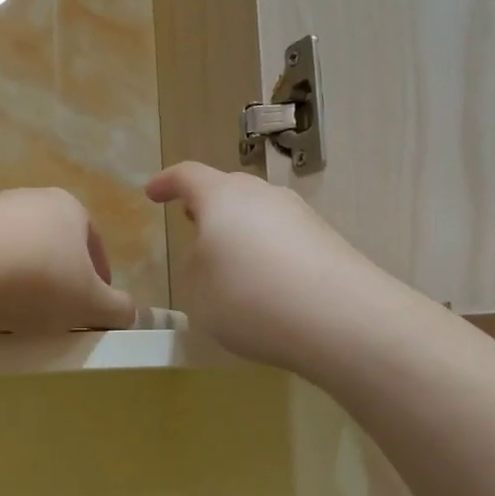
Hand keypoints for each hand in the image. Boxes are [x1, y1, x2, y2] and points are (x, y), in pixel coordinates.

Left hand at [0, 188, 135, 334]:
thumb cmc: (38, 280)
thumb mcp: (91, 303)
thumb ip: (118, 308)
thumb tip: (131, 313)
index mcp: (68, 208)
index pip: (93, 245)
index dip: (99, 281)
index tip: (92, 311)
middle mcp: (28, 199)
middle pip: (52, 247)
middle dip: (57, 281)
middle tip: (55, 317)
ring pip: (15, 254)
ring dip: (20, 284)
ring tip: (16, 318)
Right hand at [147, 162, 389, 370]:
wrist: (341, 319)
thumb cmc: (249, 298)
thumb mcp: (198, 291)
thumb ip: (196, 266)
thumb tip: (212, 255)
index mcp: (222, 197)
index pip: (187, 176)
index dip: (166, 183)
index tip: (153, 193)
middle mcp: (262, 195)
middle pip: (228, 189)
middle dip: (207, 205)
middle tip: (193, 224)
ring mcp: (300, 215)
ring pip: (259, 213)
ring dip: (239, 231)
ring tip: (230, 262)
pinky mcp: (327, 241)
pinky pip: (284, 237)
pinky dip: (268, 252)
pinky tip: (267, 285)